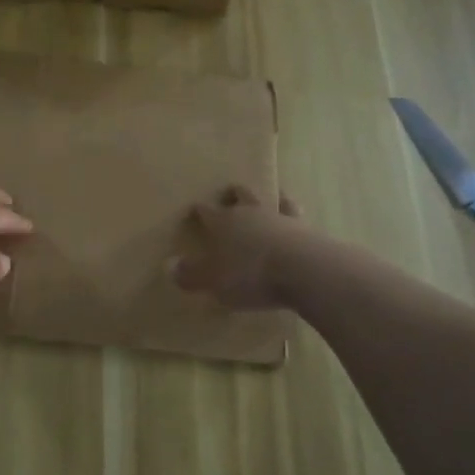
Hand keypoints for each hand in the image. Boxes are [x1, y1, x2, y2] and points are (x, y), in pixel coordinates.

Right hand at [175, 186, 307, 310]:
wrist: (302, 269)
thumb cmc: (249, 274)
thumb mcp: (212, 281)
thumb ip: (190, 274)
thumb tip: (169, 265)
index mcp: (223, 222)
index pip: (206, 211)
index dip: (199, 210)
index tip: (194, 209)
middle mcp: (249, 213)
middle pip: (239, 195)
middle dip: (232, 195)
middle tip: (229, 194)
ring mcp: (279, 217)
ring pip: (269, 199)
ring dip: (265, 199)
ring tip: (265, 199)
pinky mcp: (305, 228)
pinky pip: (295, 215)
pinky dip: (291, 214)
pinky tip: (292, 219)